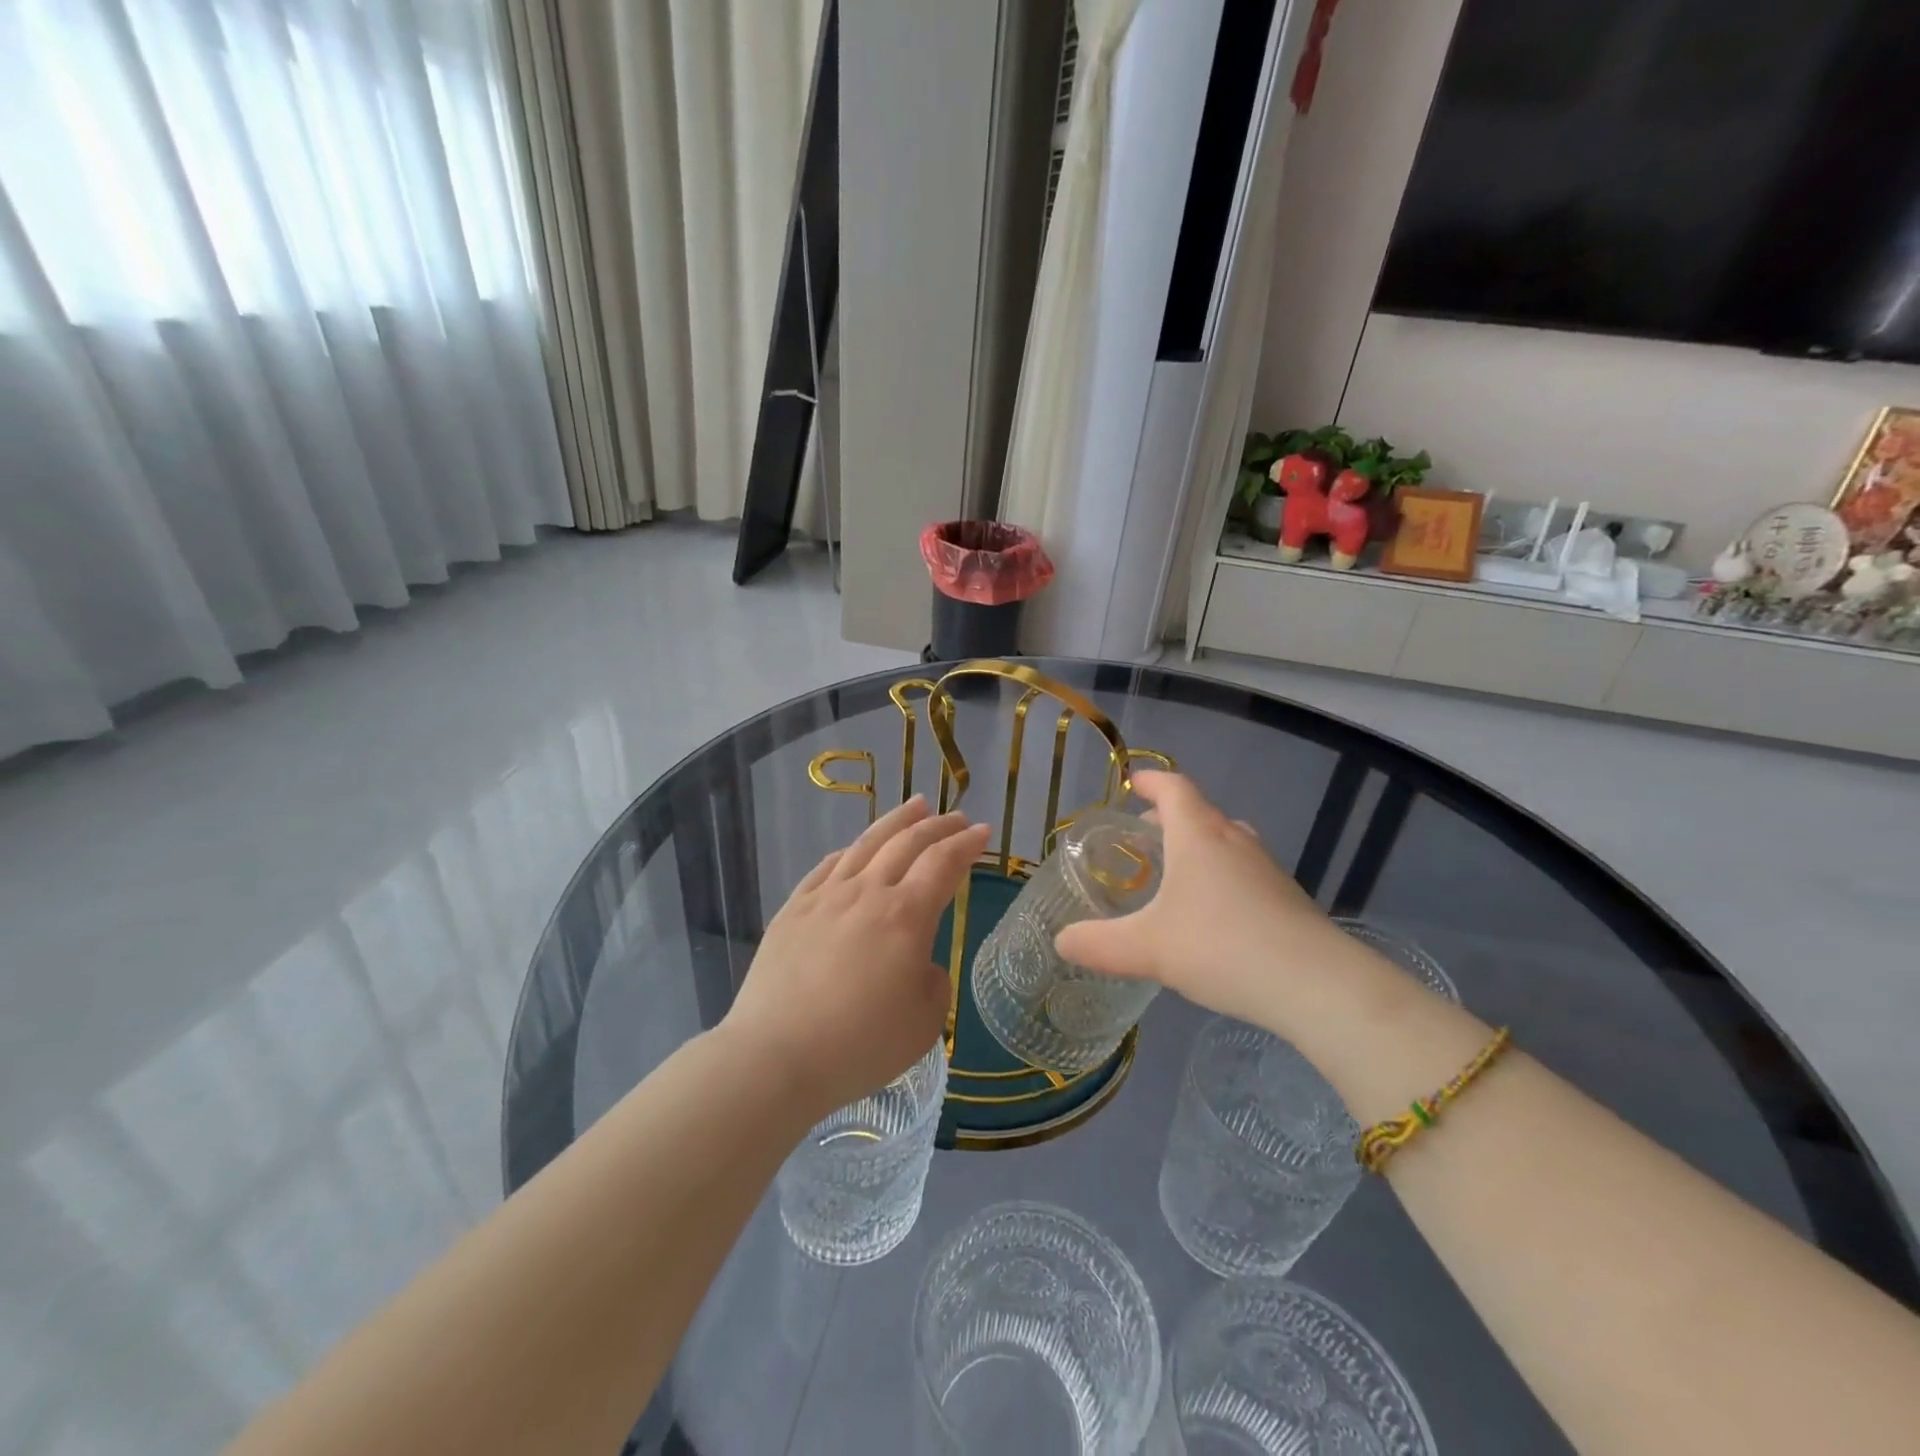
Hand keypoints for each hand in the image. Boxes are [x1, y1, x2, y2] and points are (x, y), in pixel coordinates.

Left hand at [723, 797, 989, 1122]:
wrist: (776, 1055)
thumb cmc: (860, 1045)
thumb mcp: (924, 1023)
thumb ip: (933, 981)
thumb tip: (918, 962)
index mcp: (905, 916)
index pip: (943, 864)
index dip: (966, 844)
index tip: (982, 832)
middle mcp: (867, 893)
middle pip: (907, 843)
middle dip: (937, 825)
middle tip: (955, 816)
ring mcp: (825, 897)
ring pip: (867, 844)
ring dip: (896, 821)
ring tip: (915, 806)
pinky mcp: (793, 909)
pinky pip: (827, 866)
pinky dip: (851, 850)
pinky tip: (856, 848)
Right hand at [1054, 772, 1356, 1034]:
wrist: (1315, 984)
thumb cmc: (1221, 947)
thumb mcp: (1147, 949)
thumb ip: (1098, 944)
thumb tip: (1061, 941)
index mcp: (1198, 836)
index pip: (1175, 789)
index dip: (1152, 782)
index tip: (1134, 783)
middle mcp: (1235, 841)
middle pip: (1201, 813)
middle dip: (1171, 817)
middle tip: (1145, 833)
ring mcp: (1266, 869)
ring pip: (1226, 842)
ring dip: (1199, 846)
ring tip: (1176, 872)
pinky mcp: (1287, 898)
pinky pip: (1245, 872)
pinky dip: (1222, 876)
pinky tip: (1213, 914)